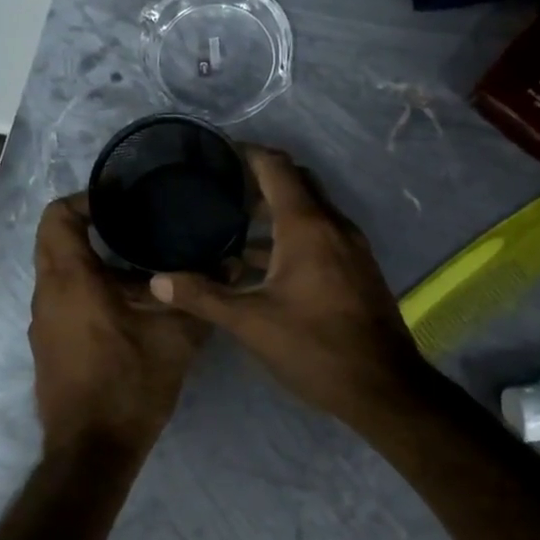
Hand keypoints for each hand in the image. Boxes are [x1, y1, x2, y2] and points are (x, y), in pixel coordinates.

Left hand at [30, 194, 210, 460]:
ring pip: (59, 270)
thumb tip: (232, 262)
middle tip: (138, 224)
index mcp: (71, 281)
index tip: (124, 199)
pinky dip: (88, 286)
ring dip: (93, 260)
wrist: (91, 451)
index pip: (58, 216)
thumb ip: (201, 297)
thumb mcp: (175, 339)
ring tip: (142, 261)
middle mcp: (47, 294)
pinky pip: (62, 297)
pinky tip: (129, 302)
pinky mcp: (48, 343)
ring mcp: (43, 321)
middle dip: (92, 226)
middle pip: (57, 240)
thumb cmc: (129, 386)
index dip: (87, 199)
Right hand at [147, 149, 428, 428]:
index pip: (276, 167)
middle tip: (220, 189)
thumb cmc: (315, 347)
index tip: (216, 153)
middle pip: (296, 182)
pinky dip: (293, 236)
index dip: (247, 152)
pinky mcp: (357, 268)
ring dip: (275, 212)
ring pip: (310, 211)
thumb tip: (157, 282)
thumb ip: (204, 297)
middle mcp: (333, 225)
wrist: (383, 386)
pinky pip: (321, 234)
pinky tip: (264, 265)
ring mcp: (351, 246)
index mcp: (307, 226)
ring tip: (233, 227)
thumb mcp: (251, 323)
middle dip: (260, 180)